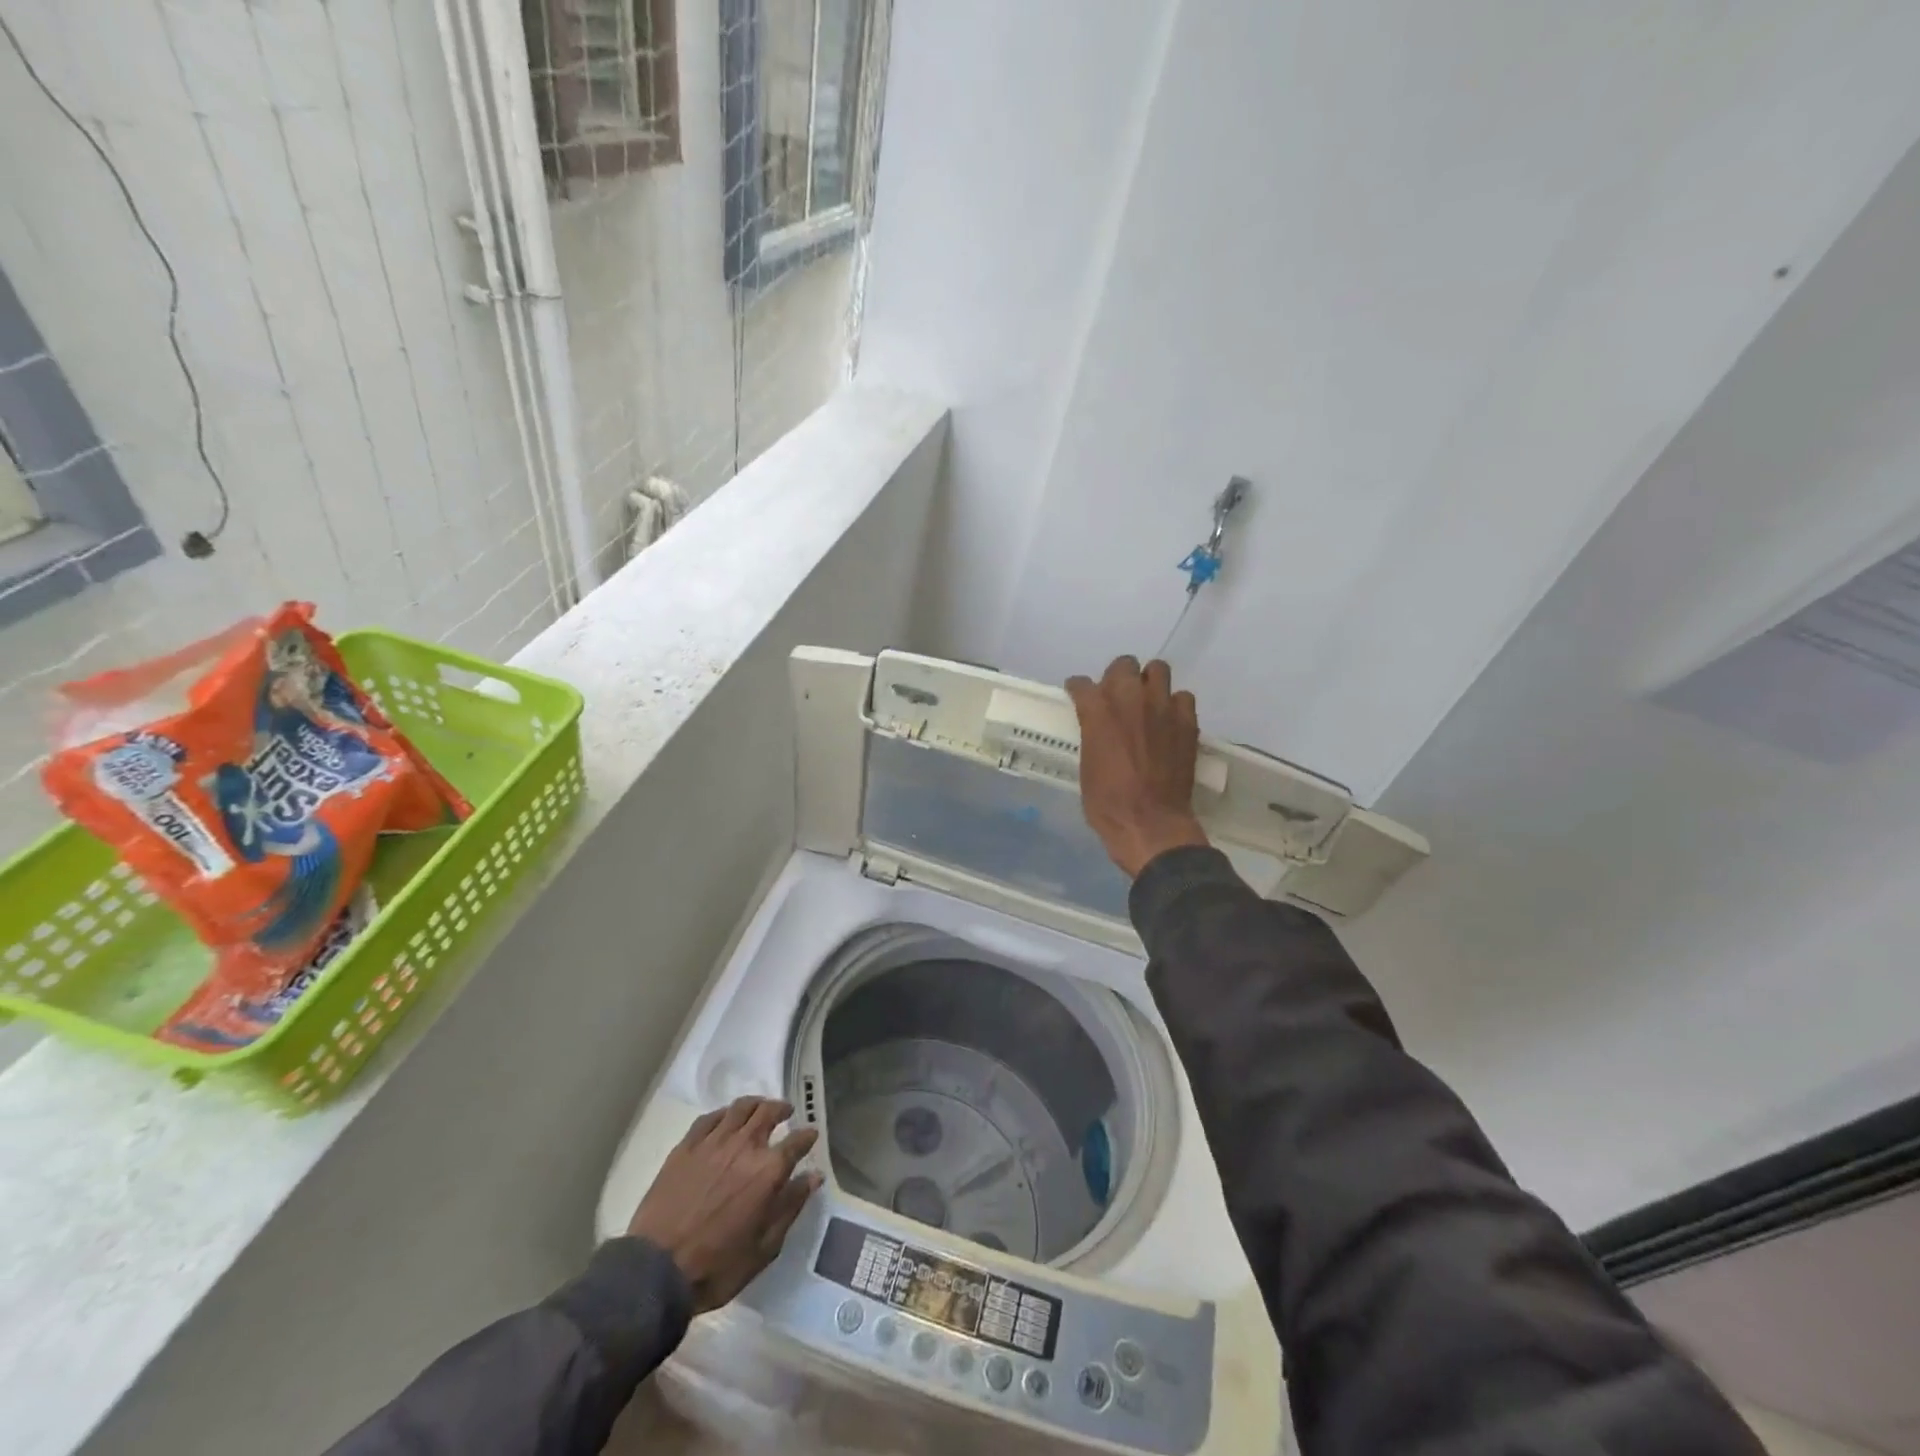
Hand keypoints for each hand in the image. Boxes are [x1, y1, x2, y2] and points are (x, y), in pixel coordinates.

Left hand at [628, 1096, 821, 1313]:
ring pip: (740, 1107)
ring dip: (755, 1104)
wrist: (657, 1271)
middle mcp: (745, 1146)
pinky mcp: (687, 1146)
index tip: (811, 1135)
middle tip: (785, 1112)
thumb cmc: (717, 1267)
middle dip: (781, 1109)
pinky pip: (710, 1118)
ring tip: (759, 1108)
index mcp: (768, 1171)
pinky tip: (725, 1119)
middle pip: (768, 1112)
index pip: (797, 1141)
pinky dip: (724, 1114)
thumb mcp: (765, 1248)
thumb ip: (791, 1206)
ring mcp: (714, 1142)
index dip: (807, 1136)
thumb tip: (813, 1176)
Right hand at [1066, 656, 1210, 877]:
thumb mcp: (1087, 764)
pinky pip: (1182, 697)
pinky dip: (1174, 705)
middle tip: (1116, 697)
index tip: (1079, 695)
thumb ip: (1092, 734)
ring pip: (1158, 669)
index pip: (1081, 684)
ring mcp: (1162, 707)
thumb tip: (1097, 727)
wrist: (1149, 823)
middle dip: (1117, 677)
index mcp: (1097, 712)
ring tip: (1146, 702)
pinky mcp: (1186, 721)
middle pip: (1123, 664)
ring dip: (1149, 682)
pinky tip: (1168, 721)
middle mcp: (1129, 699)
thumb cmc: (1107, 802)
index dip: (1079, 689)